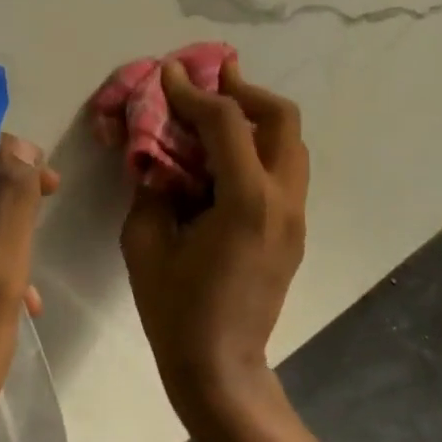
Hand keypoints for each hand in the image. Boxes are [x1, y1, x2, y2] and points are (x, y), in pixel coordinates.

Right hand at [120, 58, 307, 434]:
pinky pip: (285, 172)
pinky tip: (225, 159)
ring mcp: (296, 217)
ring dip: (257, 119)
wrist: (221, 367)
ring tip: (219, 113)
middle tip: (212, 81)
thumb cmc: (176, 311)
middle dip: (245, 91)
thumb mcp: (146, 244)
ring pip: (291, 144)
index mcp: (246, 202)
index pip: (226, 123)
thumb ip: (150, 188)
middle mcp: (283, 201)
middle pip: (282, 119)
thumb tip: (156, 156)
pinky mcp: (294, 232)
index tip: (169, 74)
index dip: (194, 92)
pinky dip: (260, 150)